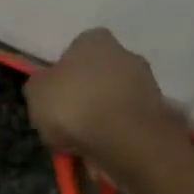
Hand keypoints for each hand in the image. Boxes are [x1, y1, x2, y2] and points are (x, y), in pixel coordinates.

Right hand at [24, 29, 184, 172]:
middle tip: (67, 125)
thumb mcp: (35, 93)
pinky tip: (103, 154)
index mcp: (95, 40)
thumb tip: (46, 87)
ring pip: (113, 103)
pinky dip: (115, 137)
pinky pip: (127, 124)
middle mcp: (126, 54)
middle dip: (84, 99)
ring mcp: (147, 83)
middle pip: (97, 77)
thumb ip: (40, 86)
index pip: (74, 51)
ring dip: (100, 121)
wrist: (124, 138)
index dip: (62, 76)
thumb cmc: (74, 106)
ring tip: (83, 146)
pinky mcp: (158, 113)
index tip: (54, 100)